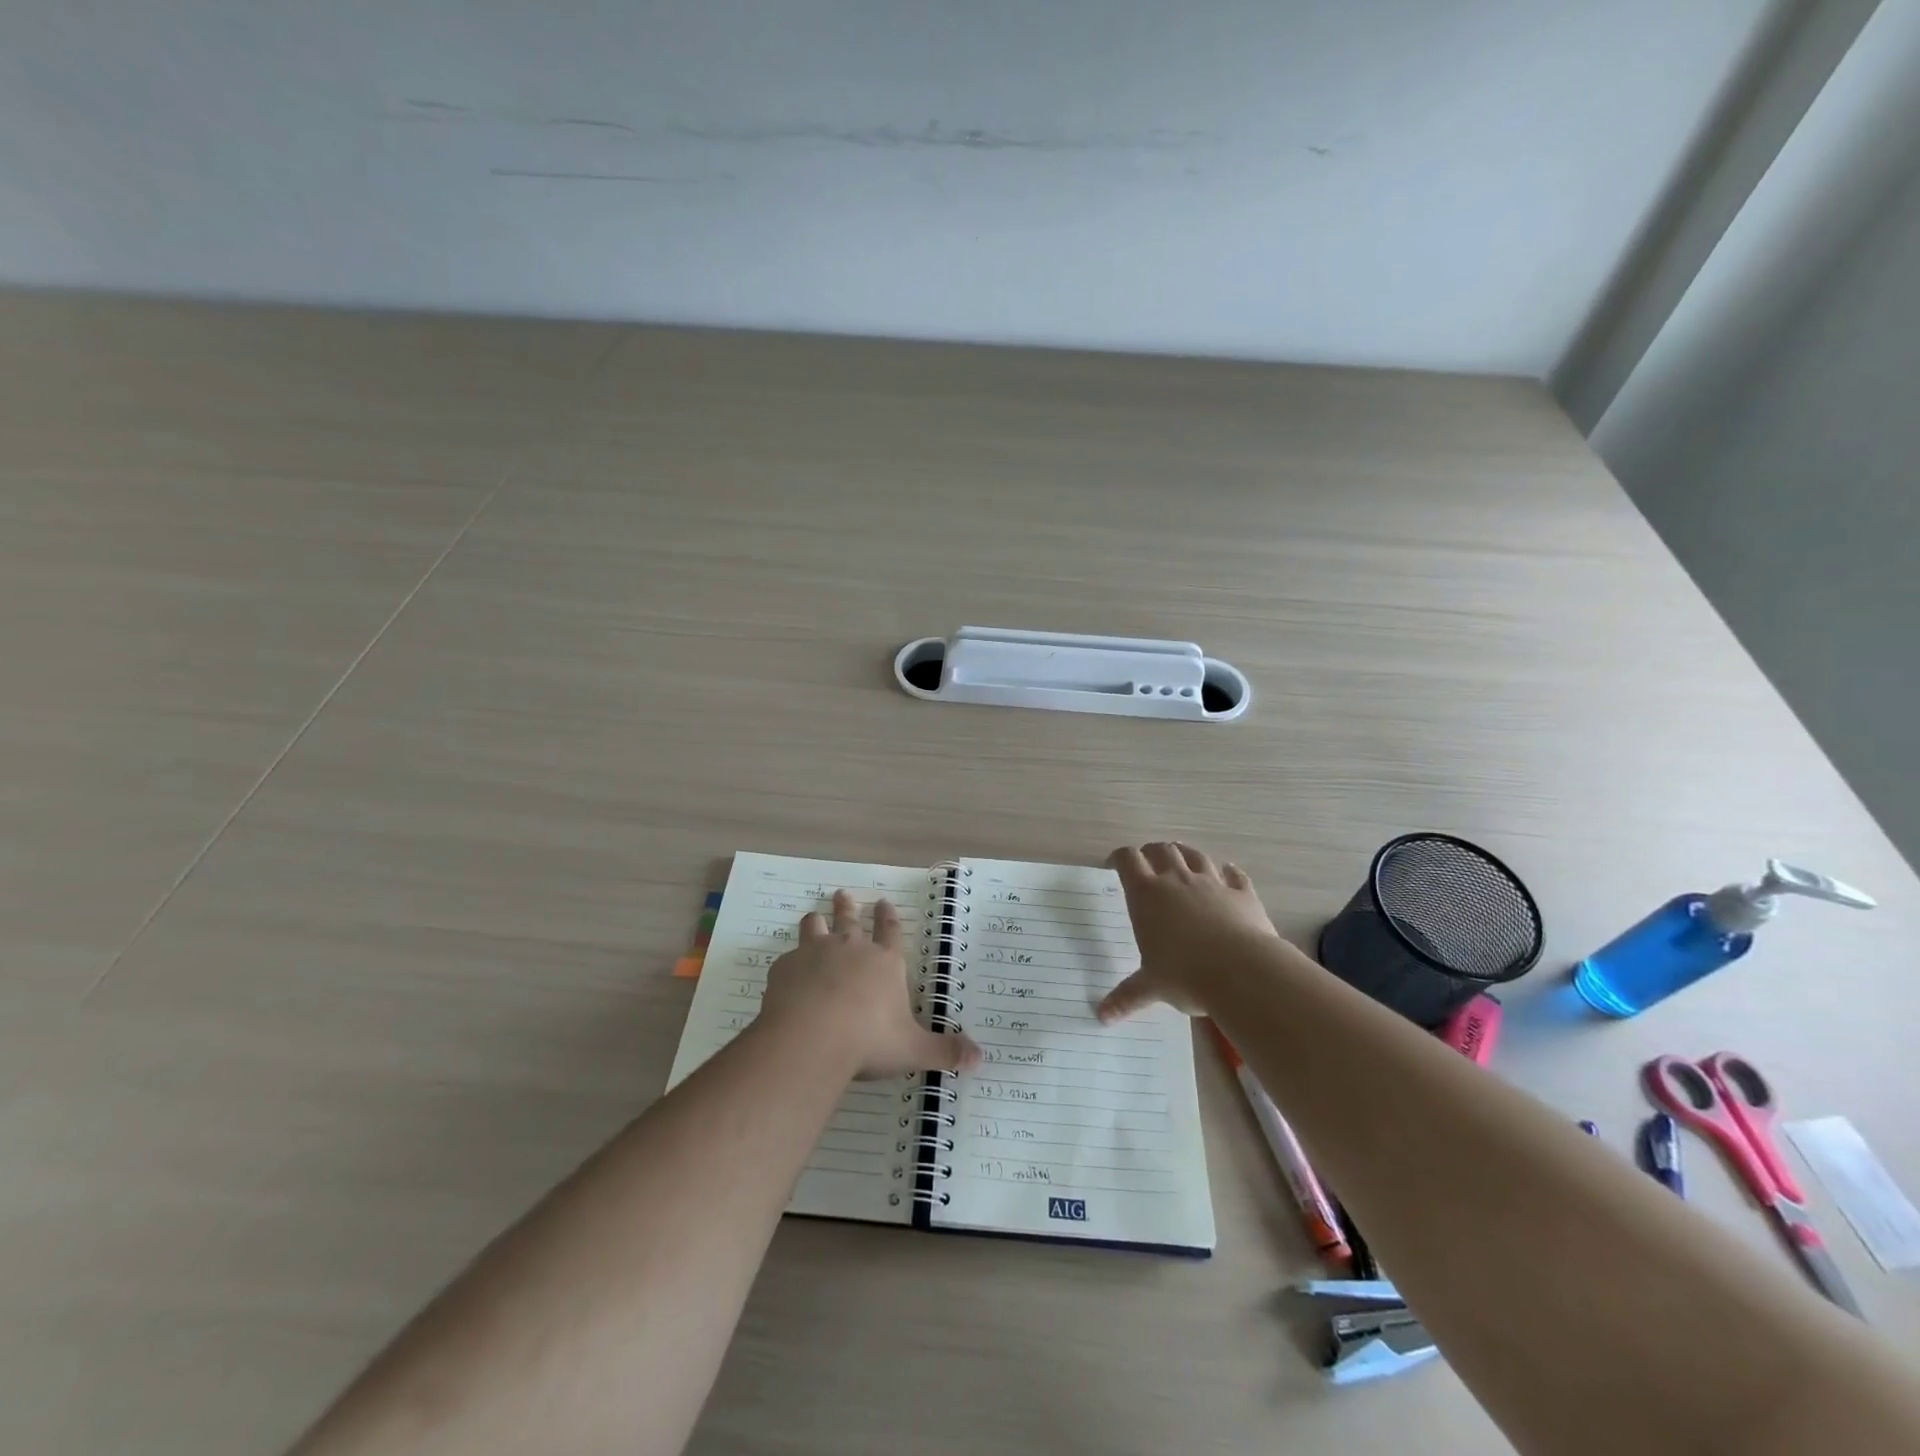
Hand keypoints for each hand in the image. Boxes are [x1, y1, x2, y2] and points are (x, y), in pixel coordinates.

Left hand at [761, 890, 981, 1078]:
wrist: (812, 1038)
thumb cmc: (868, 1040)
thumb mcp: (913, 1049)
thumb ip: (944, 1052)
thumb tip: (979, 1059)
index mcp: (884, 962)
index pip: (890, 931)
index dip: (888, 916)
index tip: (883, 902)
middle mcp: (851, 949)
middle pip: (850, 920)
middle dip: (848, 907)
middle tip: (842, 894)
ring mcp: (815, 954)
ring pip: (815, 927)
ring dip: (816, 921)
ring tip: (814, 917)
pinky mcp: (786, 968)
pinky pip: (787, 958)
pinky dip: (789, 962)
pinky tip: (786, 970)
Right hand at [1098, 842, 1282, 1021]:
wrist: (1244, 972)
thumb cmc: (1186, 975)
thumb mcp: (1151, 986)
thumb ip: (1126, 997)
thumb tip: (1101, 1016)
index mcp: (1147, 894)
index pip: (1127, 859)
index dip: (1118, 858)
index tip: (1114, 866)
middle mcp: (1177, 880)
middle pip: (1161, 849)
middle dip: (1151, 852)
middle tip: (1147, 864)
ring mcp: (1212, 883)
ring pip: (1195, 855)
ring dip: (1185, 854)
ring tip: (1181, 860)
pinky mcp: (1242, 893)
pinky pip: (1234, 874)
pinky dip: (1228, 872)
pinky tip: (1227, 873)